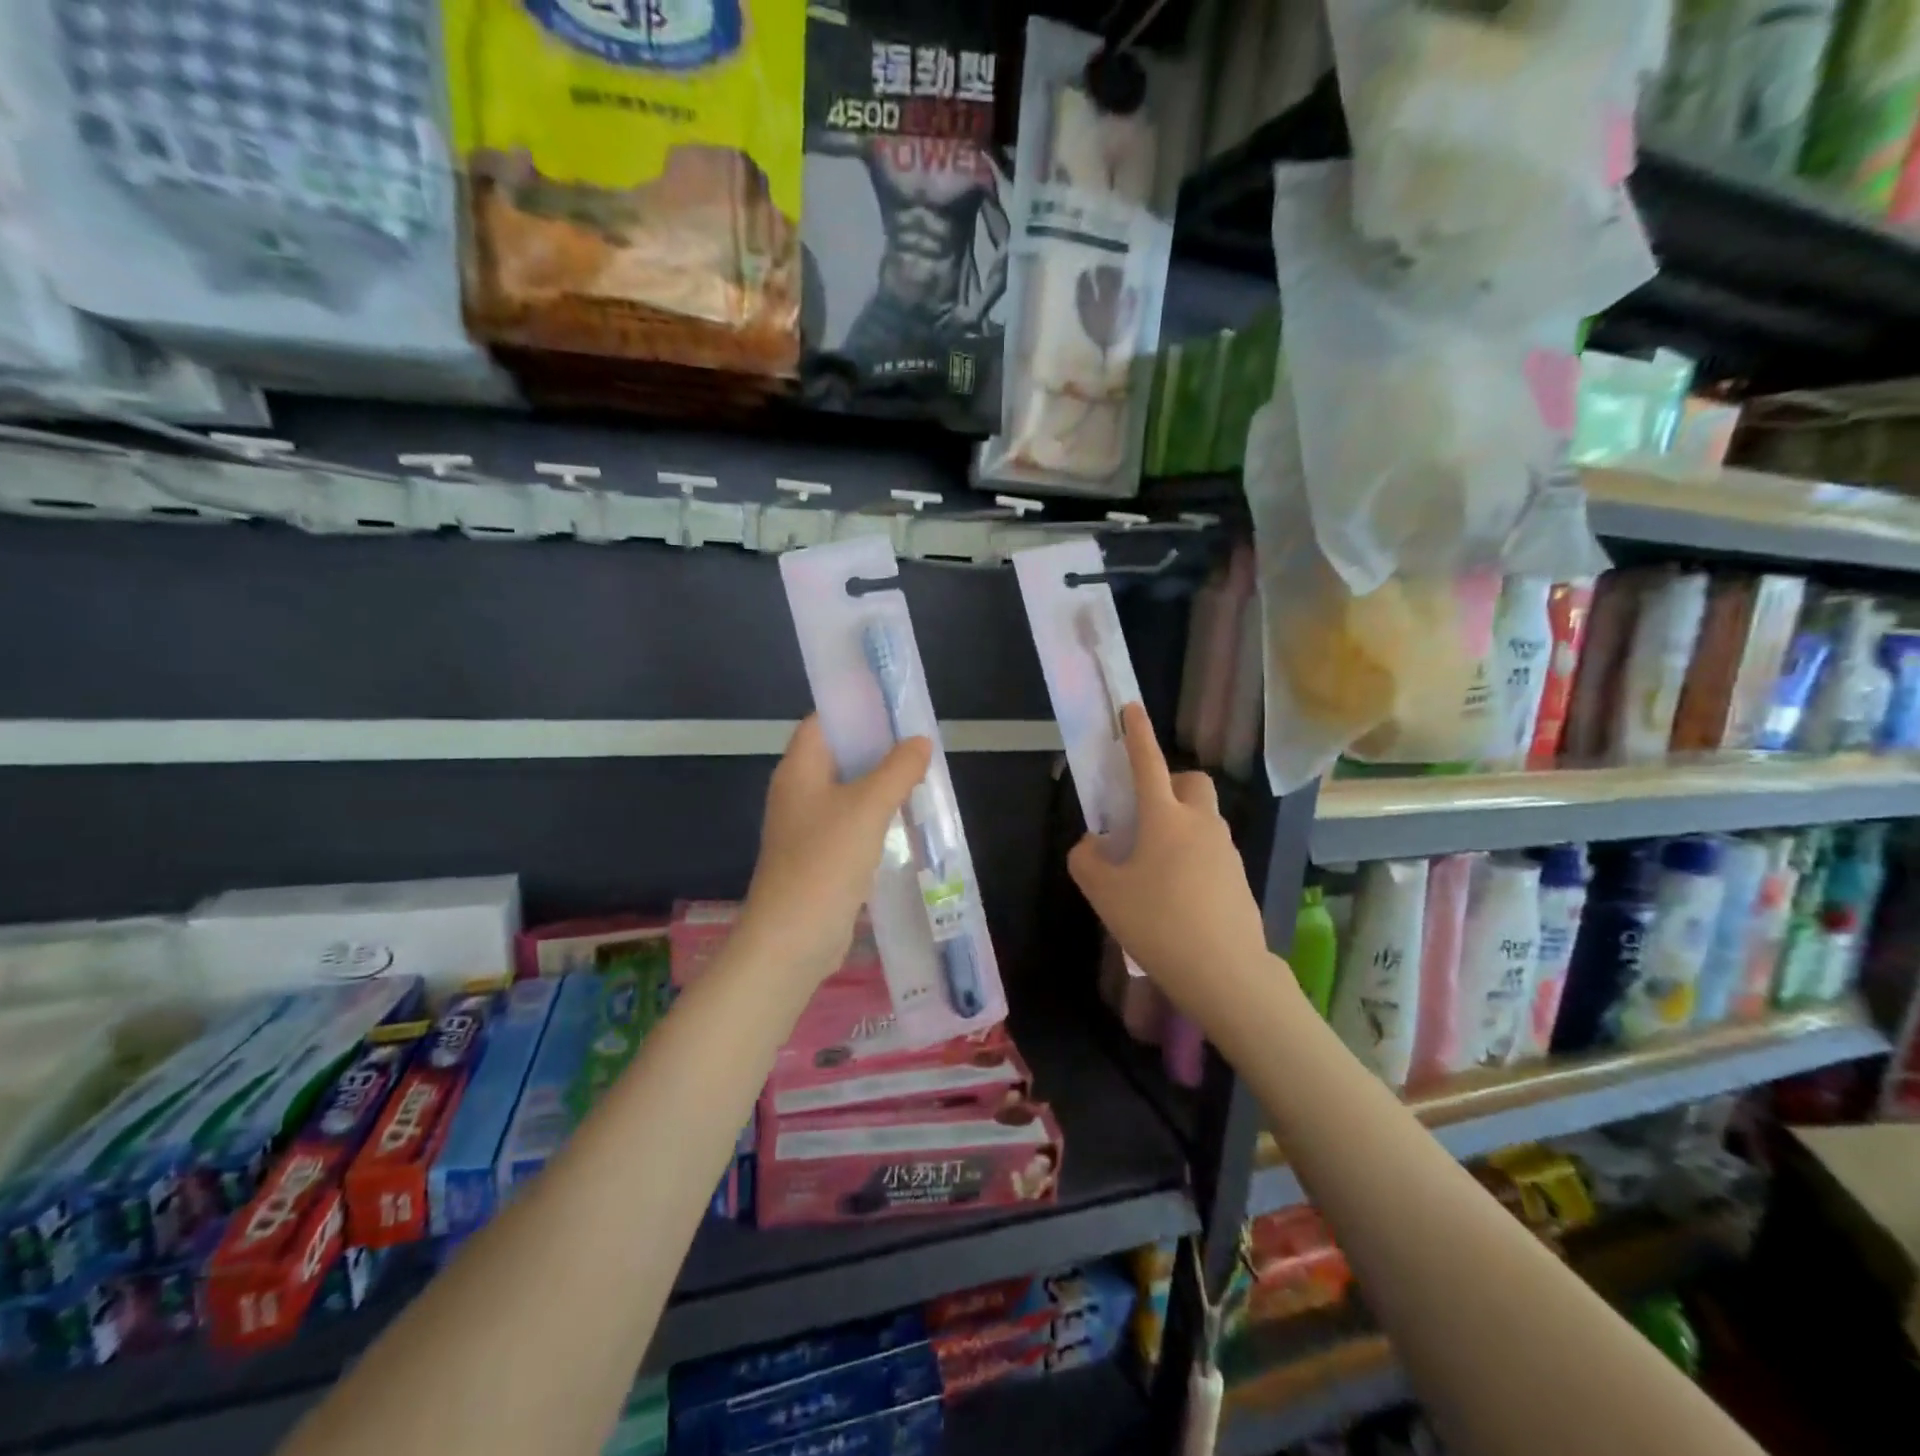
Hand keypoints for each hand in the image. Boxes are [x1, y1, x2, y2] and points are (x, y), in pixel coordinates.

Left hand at [737, 716, 932, 987]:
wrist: (792, 938)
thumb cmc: (825, 861)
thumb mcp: (868, 807)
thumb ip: (897, 770)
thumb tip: (920, 742)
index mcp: (799, 769)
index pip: (823, 722)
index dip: (856, 710)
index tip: (895, 708)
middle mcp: (798, 792)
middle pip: (838, 756)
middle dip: (877, 748)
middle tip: (919, 745)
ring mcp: (807, 827)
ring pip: (848, 792)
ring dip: (880, 785)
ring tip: (921, 778)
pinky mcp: (819, 856)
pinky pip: (851, 823)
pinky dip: (876, 817)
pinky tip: (906, 821)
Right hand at [1069, 705, 1272, 1031]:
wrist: (1225, 973)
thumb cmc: (1157, 923)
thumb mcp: (1104, 893)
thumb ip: (1087, 859)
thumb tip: (1094, 845)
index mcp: (1165, 818)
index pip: (1148, 763)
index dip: (1137, 734)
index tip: (1131, 708)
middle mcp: (1201, 824)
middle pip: (1192, 782)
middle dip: (1170, 783)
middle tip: (1145, 814)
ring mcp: (1226, 851)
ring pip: (1204, 818)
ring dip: (1180, 824)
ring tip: (1153, 866)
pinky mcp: (1239, 878)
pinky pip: (1212, 850)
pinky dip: (1193, 856)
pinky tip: (1176, 895)